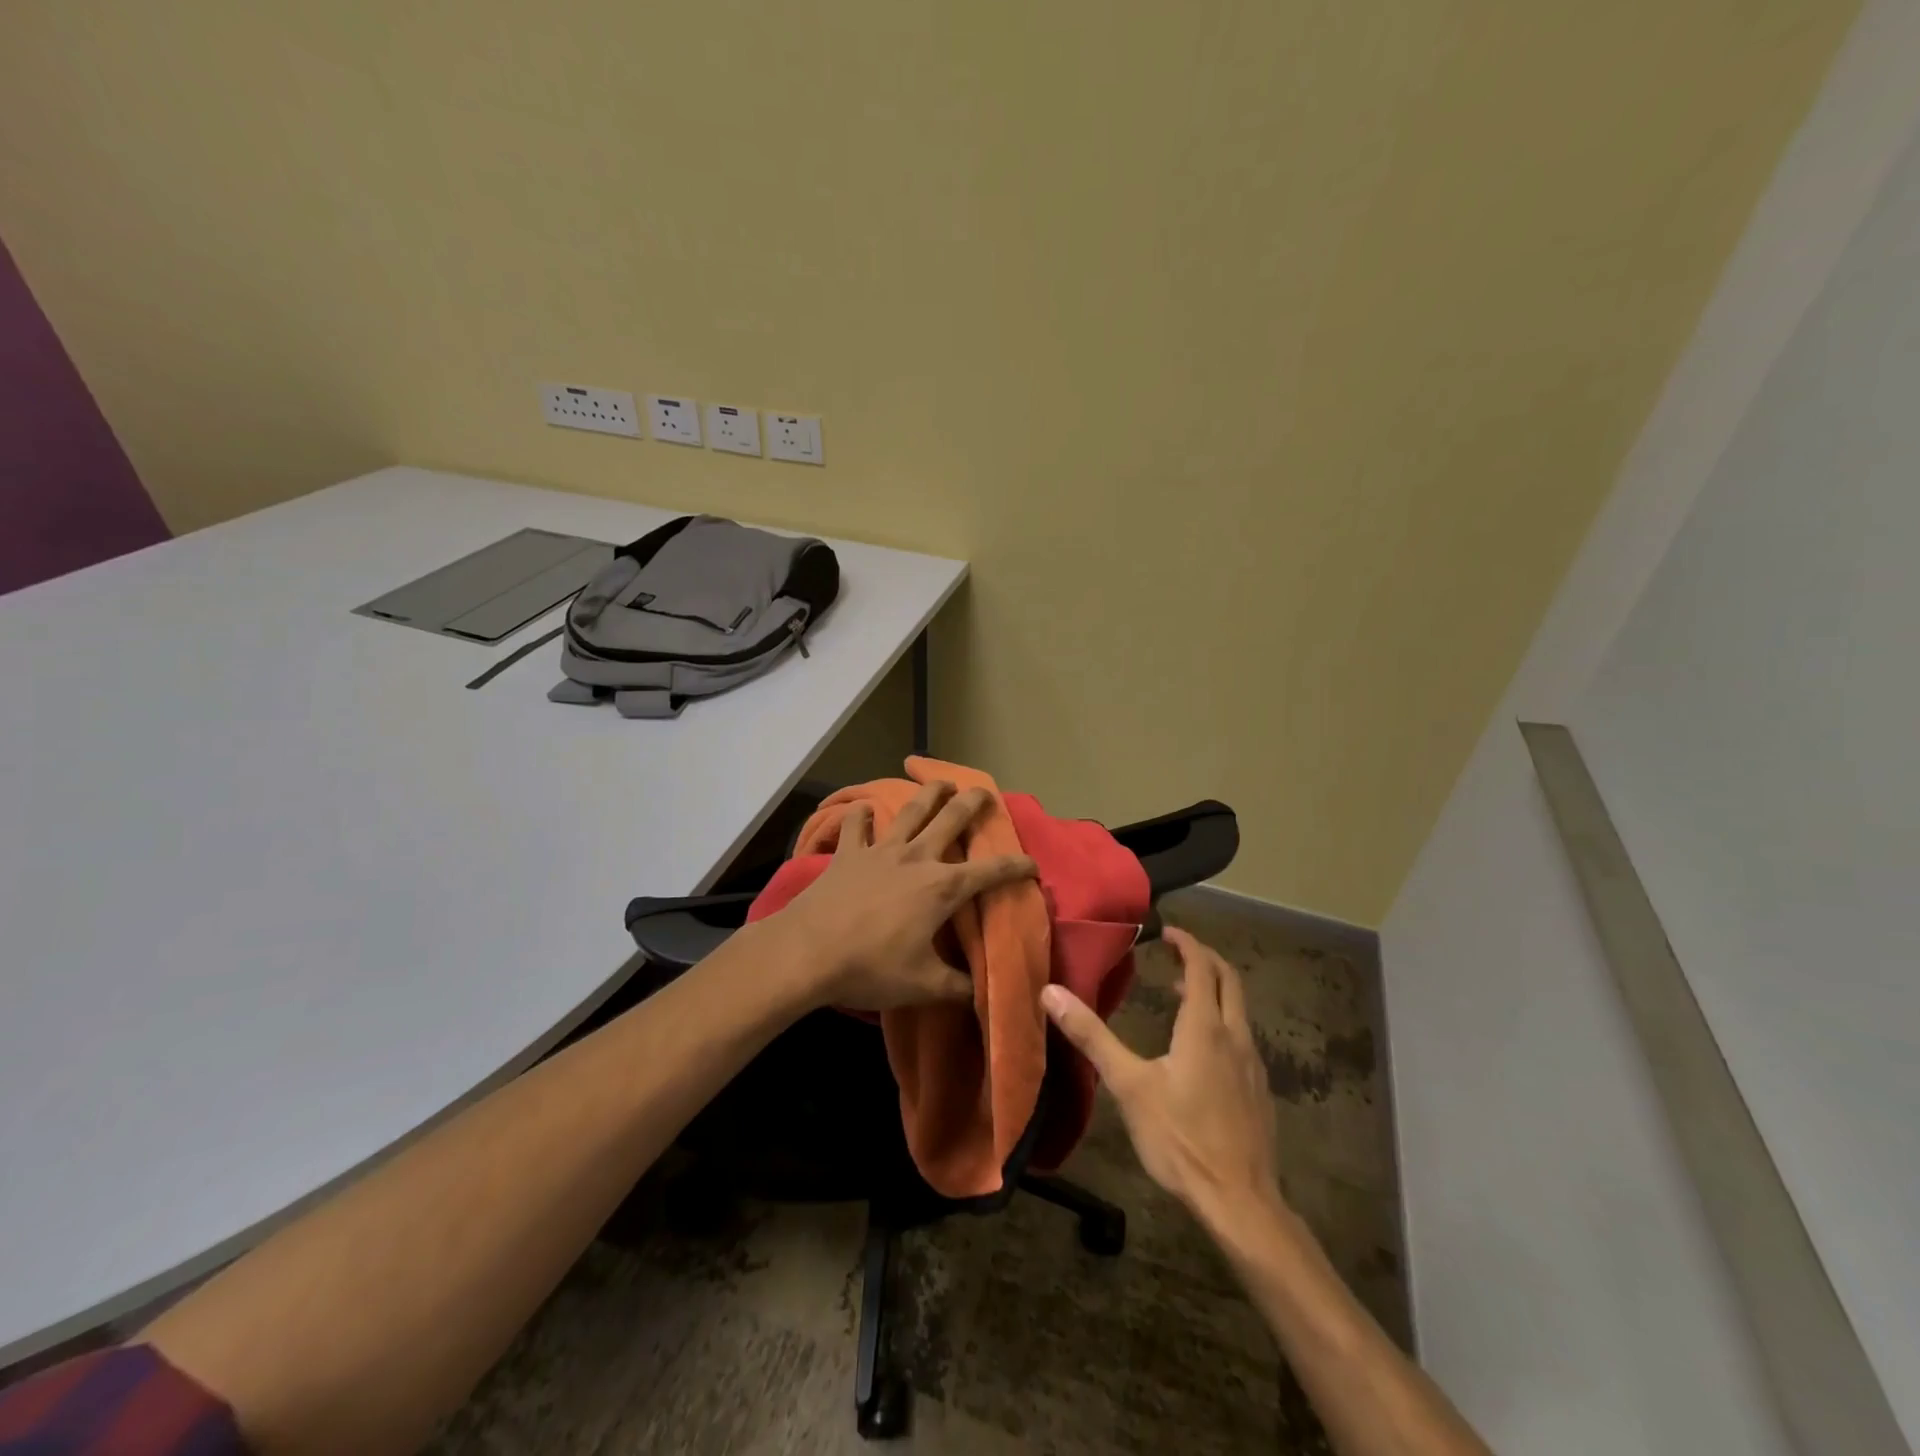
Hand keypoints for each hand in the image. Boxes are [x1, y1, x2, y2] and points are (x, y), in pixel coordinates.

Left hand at [769, 780, 1036, 1011]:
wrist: (809, 952)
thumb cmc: (872, 967)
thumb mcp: (923, 985)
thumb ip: (957, 988)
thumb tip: (982, 996)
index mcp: (941, 888)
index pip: (990, 873)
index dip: (1016, 867)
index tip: (1032, 865)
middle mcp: (916, 858)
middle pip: (951, 820)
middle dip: (973, 803)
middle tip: (985, 792)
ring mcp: (880, 851)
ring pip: (910, 812)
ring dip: (929, 794)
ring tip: (941, 782)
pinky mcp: (848, 854)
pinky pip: (856, 828)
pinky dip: (860, 816)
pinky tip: (863, 809)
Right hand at [1042, 928, 1281, 1226]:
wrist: (1240, 1201)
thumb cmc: (1180, 1138)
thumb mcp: (1128, 1085)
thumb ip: (1091, 1037)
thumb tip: (1051, 992)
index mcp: (1205, 1027)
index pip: (1202, 967)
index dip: (1186, 943)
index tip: (1166, 932)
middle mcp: (1235, 1036)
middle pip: (1230, 980)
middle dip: (1205, 959)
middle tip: (1176, 953)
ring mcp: (1253, 1064)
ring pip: (1239, 1010)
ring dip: (1214, 991)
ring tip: (1182, 995)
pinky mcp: (1259, 1090)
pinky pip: (1242, 1037)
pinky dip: (1222, 1021)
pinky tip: (1202, 1050)